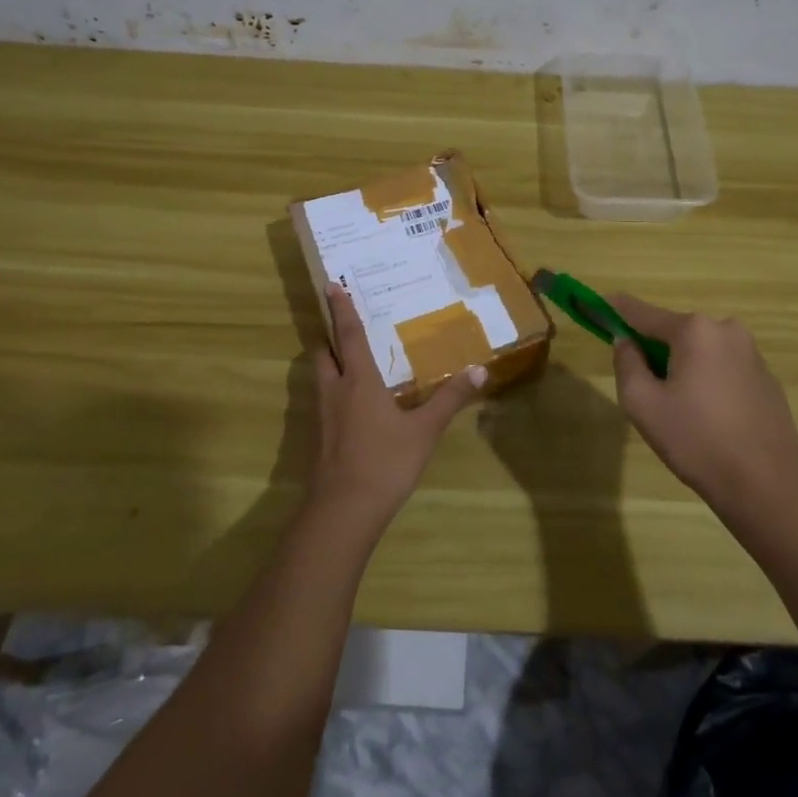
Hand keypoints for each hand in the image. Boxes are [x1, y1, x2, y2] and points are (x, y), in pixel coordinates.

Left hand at [307, 285, 485, 533]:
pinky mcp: (318, 439)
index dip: (341, 309)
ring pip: (319, 377)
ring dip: (328, 363)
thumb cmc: (384, 462)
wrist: (342, 511)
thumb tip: (478, 370)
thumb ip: (450, 400)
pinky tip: (350, 406)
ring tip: (346, 360)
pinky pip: (322, 402)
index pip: (348, 335)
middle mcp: (335, 391)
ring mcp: (322, 416)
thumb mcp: (424, 430)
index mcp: (359, 380)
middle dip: (329, 336)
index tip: (331, 285)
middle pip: (322, 352)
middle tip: (341, 325)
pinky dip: (332, 391)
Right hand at [608, 294, 797, 527]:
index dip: (616, 309)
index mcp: (694, 330)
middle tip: (643, 387)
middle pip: (675, 332)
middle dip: (654, 349)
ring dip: (683, 366)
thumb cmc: (696, 441)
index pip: (643, 313)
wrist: (766, 485)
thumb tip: (626, 341)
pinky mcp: (767, 379)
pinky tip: (708, 417)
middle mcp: (726, 330)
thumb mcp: (642, 403)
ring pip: (701, 351)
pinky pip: (724, 368)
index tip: (597, 304)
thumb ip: (626, 363)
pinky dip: (708, 380)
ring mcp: (752, 353)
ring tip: (679, 410)